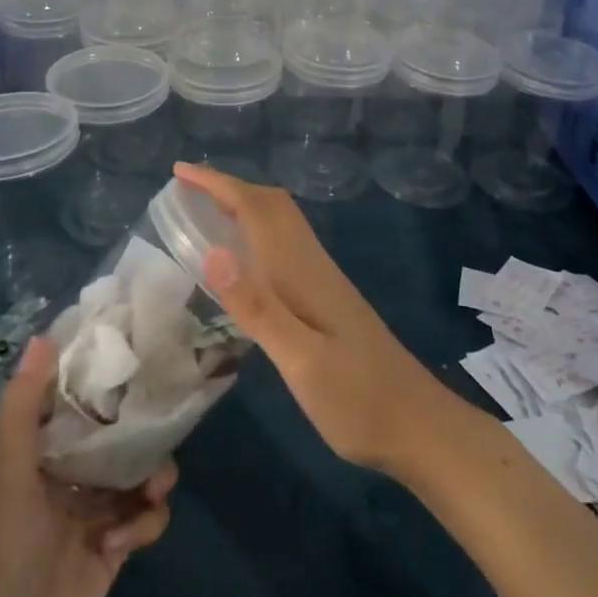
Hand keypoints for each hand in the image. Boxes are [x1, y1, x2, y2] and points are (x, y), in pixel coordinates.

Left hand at [0, 336, 175, 596]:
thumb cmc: (13, 548)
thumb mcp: (13, 474)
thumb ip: (22, 409)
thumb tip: (42, 337)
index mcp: (48, 449)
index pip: (82, 398)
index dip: (107, 375)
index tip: (138, 352)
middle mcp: (75, 470)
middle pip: (122, 432)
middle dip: (144, 429)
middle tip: (164, 421)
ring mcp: (99, 508)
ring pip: (143, 470)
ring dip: (154, 476)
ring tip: (152, 488)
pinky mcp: (119, 543)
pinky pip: (148, 516)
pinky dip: (145, 523)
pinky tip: (124, 543)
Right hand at [176, 162, 453, 478]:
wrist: (418, 425)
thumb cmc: (357, 399)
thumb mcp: (301, 361)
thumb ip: (258, 308)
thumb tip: (213, 252)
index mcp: (301, 271)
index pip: (255, 209)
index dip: (217, 184)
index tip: (179, 171)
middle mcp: (311, 264)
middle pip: (271, 205)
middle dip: (229, 187)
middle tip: (187, 187)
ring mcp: (322, 280)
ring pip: (280, 222)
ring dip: (244, 204)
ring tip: (207, 211)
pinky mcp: (327, 298)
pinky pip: (284, 244)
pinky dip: (257, 231)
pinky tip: (246, 258)